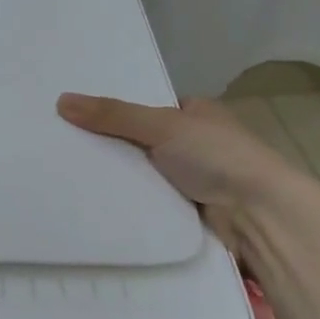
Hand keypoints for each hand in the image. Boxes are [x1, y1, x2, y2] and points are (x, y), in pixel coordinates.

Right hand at [56, 93, 304, 249]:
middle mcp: (194, 144)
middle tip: (60, 142)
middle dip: (109, 144)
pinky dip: (126, 201)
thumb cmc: (218, 157)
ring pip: (140, 173)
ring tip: (64, 171)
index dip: (114, 109)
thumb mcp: (162, 125)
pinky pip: (145, 201)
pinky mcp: (184, 212)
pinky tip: (91, 199)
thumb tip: (61, 101)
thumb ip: (113, 114)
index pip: (146, 107)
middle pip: (139, 141)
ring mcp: (191, 180)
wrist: (259, 217)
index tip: (73, 113)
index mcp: (197, 113)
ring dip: (116, 175)